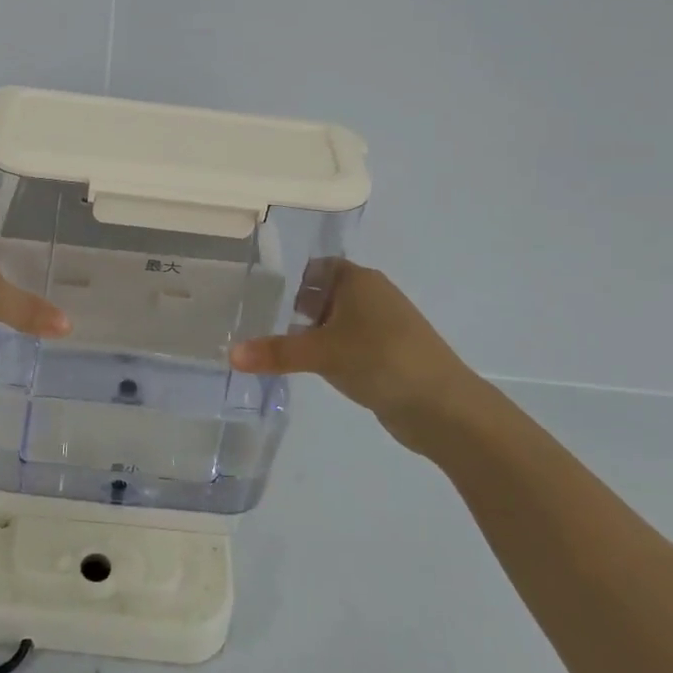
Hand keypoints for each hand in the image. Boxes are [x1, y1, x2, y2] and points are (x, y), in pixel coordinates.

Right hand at [229, 262, 482, 439]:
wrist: (443, 406)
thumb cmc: (380, 360)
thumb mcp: (321, 353)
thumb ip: (275, 352)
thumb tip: (229, 354)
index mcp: (358, 280)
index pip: (317, 267)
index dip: (291, 279)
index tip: (261, 295)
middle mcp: (372, 295)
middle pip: (325, 293)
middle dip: (296, 308)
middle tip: (259, 322)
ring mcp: (384, 326)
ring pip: (338, 321)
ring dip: (314, 333)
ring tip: (279, 348)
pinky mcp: (390, 353)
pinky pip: (351, 344)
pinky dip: (332, 352)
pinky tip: (314, 370)